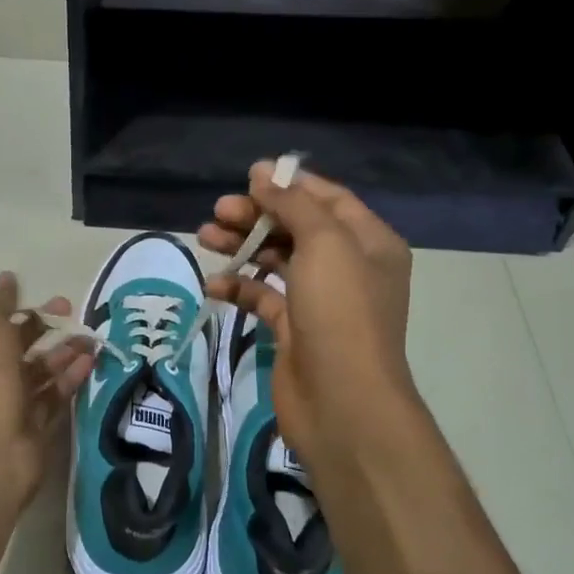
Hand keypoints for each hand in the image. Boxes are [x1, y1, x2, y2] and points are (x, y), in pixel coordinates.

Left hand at [0, 272, 93, 506]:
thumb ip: (1, 303)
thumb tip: (7, 278)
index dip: (26, 311)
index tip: (56, 301)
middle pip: (22, 347)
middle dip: (49, 330)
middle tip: (78, 315)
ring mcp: (12, 402)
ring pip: (42, 372)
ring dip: (65, 354)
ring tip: (92, 340)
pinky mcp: (35, 425)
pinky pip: (55, 396)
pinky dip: (70, 379)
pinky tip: (91, 363)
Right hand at [198, 162, 417, 479]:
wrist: (342, 401)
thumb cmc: (340, 311)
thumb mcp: (324, 244)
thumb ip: (293, 204)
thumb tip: (263, 172)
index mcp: (368, 242)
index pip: (328, 199)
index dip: (290, 185)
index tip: (248, 177)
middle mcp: (347, 267)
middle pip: (296, 228)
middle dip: (257, 216)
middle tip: (218, 211)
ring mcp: (319, 300)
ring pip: (276, 261)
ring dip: (242, 246)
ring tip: (205, 237)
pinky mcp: (293, 329)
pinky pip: (262, 297)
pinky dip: (239, 287)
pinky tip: (214, 283)